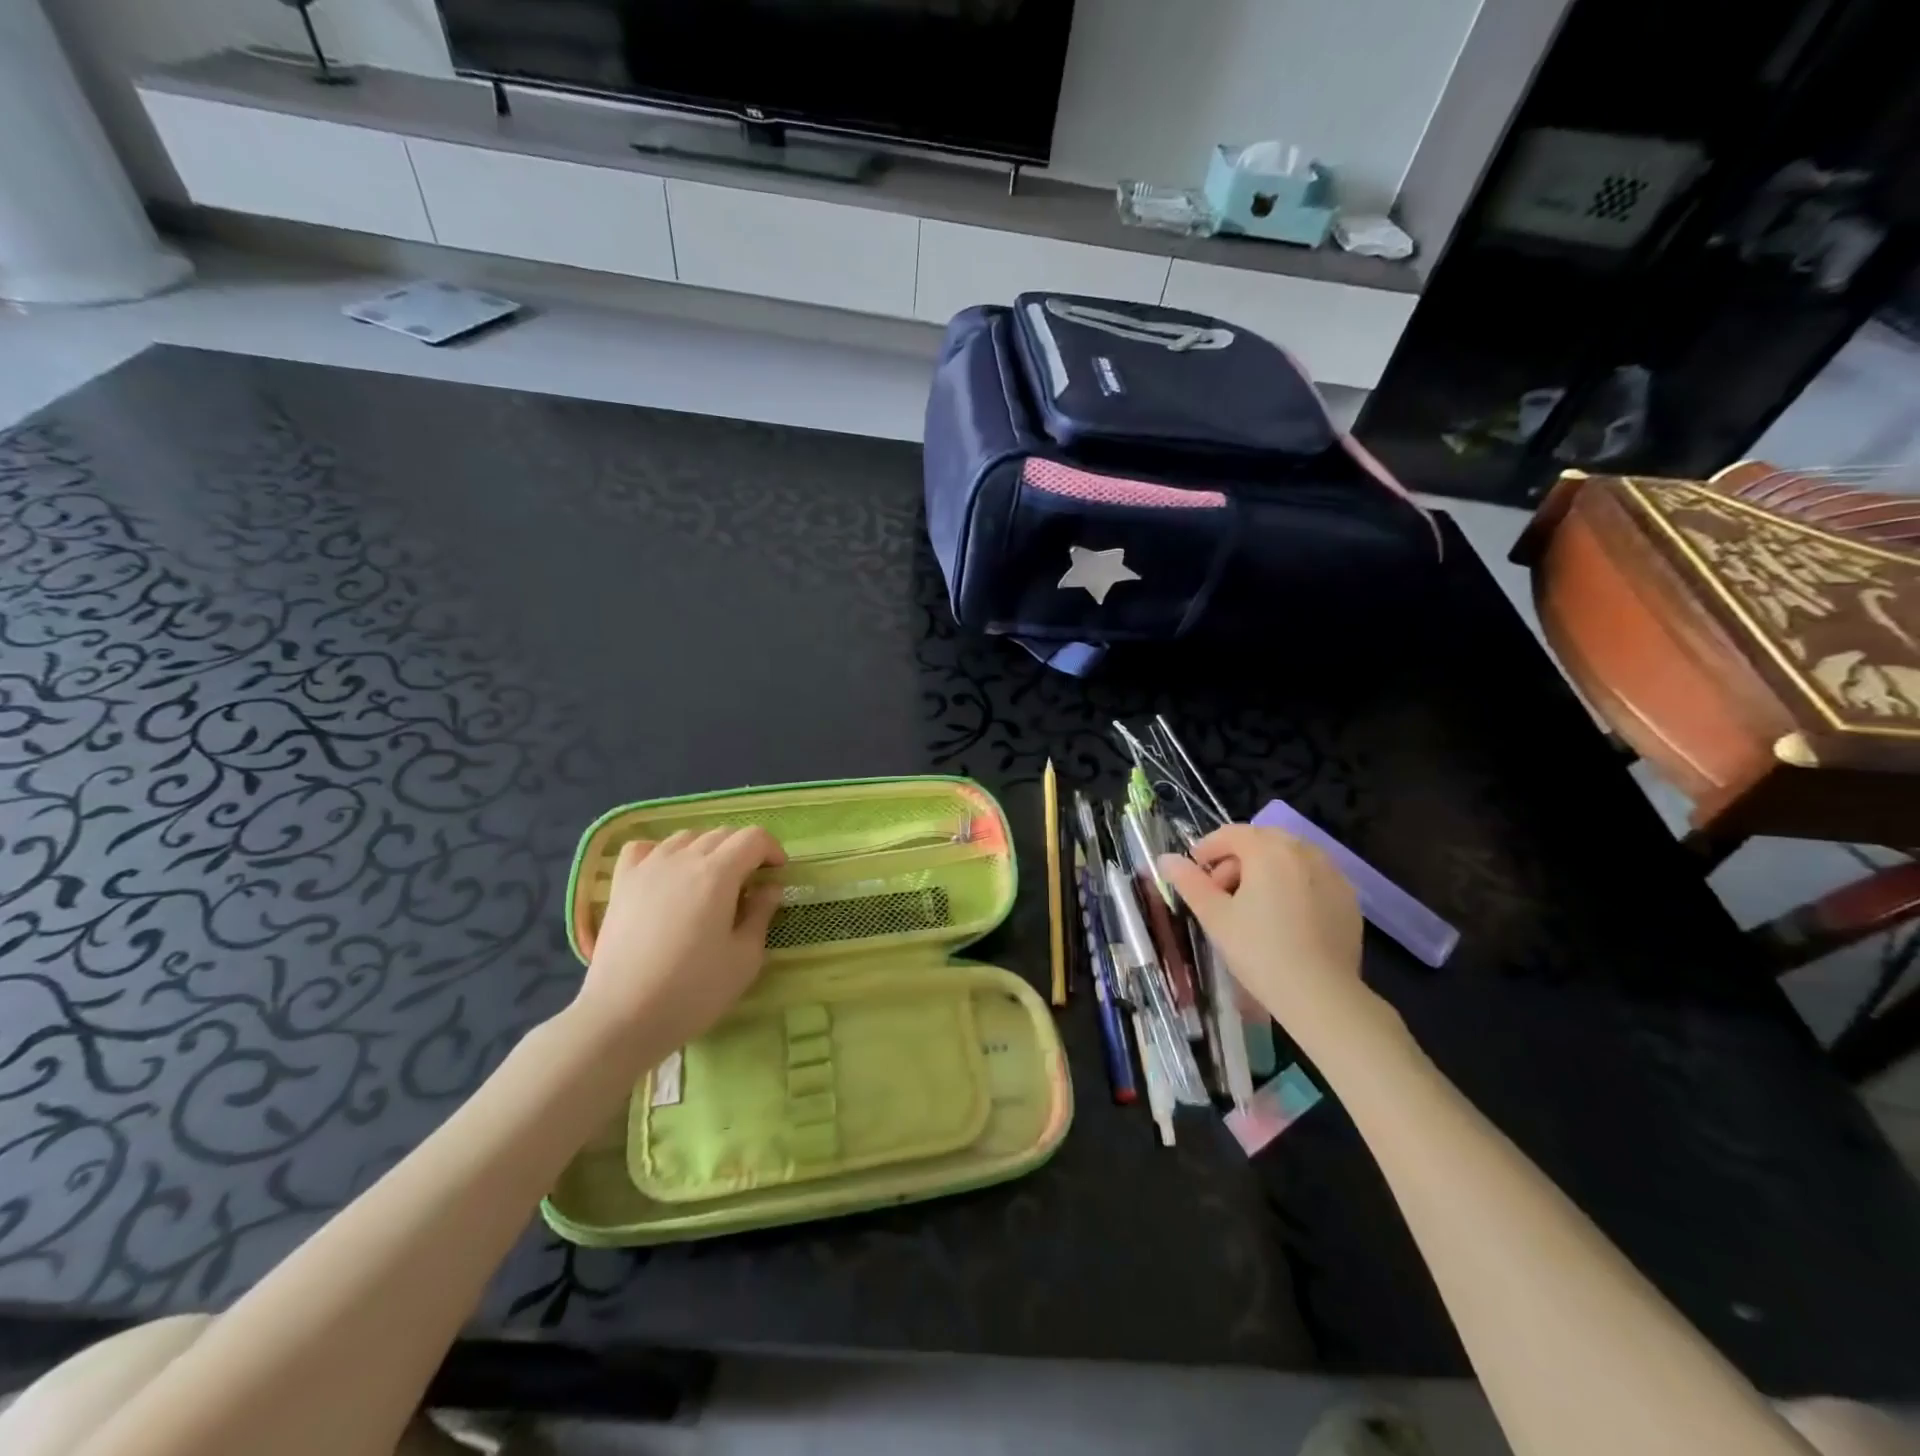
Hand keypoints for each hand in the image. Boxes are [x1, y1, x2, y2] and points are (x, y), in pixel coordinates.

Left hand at [572, 827, 785, 1073]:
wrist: (622, 1017)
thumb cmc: (693, 991)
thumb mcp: (745, 958)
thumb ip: (761, 914)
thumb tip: (770, 888)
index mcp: (718, 874)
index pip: (753, 838)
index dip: (772, 849)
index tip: (778, 874)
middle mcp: (683, 859)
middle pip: (721, 834)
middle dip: (744, 850)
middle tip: (750, 884)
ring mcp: (647, 868)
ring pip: (686, 838)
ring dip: (707, 850)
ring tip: (710, 880)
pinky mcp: (621, 884)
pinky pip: (644, 848)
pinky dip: (662, 852)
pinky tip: (667, 874)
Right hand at [1160, 825, 1385, 1050]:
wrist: (1321, 994)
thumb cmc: (1259, 950)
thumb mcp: (1215, 916)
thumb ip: (1189, 882)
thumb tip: (1166, 859)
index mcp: (1269, 850)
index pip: (1232, 834)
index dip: (1208, 848)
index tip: (1195, 870)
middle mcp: (1304, 851)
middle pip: (1262, 841)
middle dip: (1237, 858)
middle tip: (1221, 890)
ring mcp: (1332, 873)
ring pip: (1290, 857)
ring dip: (1266, 869)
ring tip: (1252, 905)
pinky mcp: (1348, 897)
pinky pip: (1312, 877)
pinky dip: (1293, 884)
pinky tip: (1284, 917)